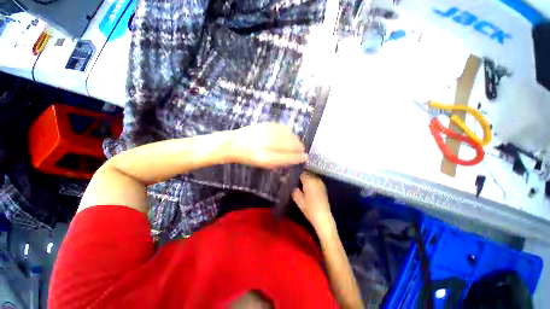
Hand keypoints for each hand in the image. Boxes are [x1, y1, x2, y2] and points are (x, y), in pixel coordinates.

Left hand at [226, 123, 307, 168]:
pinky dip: (289, 132)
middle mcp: (268, 144)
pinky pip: (282, 128)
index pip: (288, 157)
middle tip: (303, 150)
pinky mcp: (266, 124)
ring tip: (298, 143)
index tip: (305, 157)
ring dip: (296, 140)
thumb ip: (279, 162)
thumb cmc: (248, 158)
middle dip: (299, 148)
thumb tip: (293, 159)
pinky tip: (290, 135)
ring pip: (288, 135)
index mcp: (266, 158)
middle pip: (290, 145)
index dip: (298, 157)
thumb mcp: (262, 164)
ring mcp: (267, 133)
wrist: (234, 144)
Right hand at [292, 172, 334, 232]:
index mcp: (309, 181)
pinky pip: (316, 182)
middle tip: (297, 183)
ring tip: (302, 186)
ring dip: (308, 180)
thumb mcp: (298, 200)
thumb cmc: (309, 208)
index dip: (297, 176)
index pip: (302, 173)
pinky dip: (312, 183)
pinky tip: (309, 190)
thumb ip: (294, 191)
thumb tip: (293, 186)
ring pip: (312, 177)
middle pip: (307, 174)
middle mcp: (316, 179)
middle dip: (302, 177)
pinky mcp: (324, 188)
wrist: (323, 217)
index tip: (293, 180)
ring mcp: (321, 183)